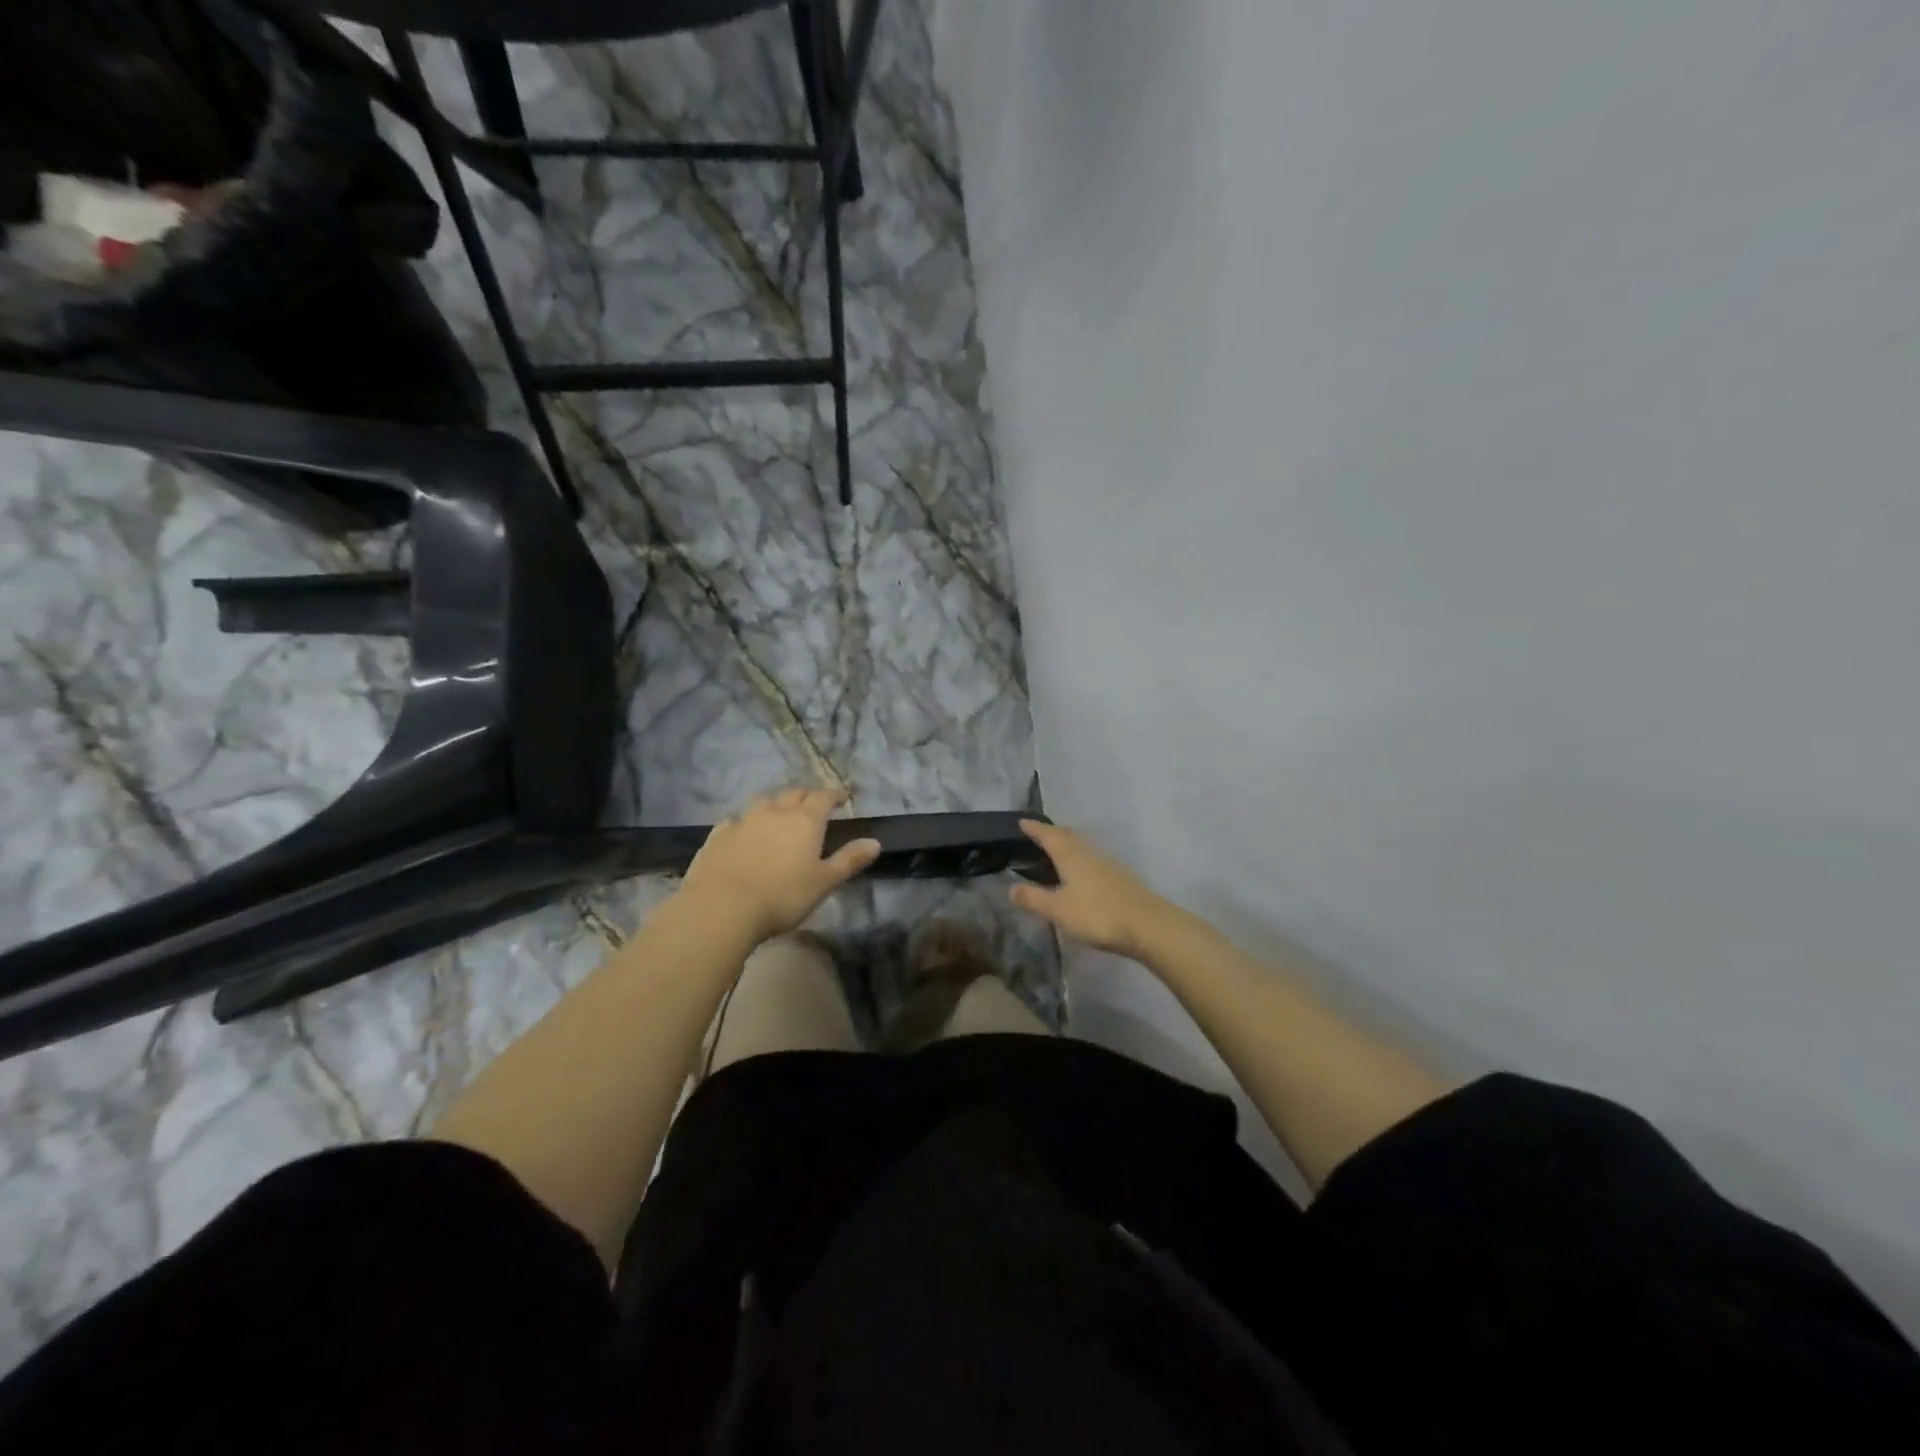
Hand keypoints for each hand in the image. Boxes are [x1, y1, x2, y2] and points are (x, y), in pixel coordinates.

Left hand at [679, 788, 880, 943]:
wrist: (722, 907)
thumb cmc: (782, 896)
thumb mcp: (824, 882)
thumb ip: (849, 860)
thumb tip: (875, 842)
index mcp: (805, 820)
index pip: (823, 797)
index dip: (835, 795)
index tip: (842, 797)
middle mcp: (775, 812)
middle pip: (793, 793)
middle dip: (806, 796)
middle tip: (812, 804)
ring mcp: (744, 820)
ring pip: (763, 801)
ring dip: (775, 803)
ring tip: (779, 813)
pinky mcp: (718, 835)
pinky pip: (736, 820)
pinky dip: (745, 822)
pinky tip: (743, 831)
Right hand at [1008, 820, 1170, 957]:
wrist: (1147, 925)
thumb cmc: (1097, 914)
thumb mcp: (1058, 909)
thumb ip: (1033, 898)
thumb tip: (1011, 887)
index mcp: (1070, 855)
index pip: (1048, 835)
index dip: (1034, 828)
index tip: (1022, 822)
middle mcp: (1088, 852)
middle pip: (1067, 835)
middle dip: (1051, 833)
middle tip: (1037, 834)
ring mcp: (1106, 863)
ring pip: (1081, 846)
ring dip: (1067, 844)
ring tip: (1055, 851)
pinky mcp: (1118, 877)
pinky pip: (1091, 859)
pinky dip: (1079, 858)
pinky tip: (1079, 872)